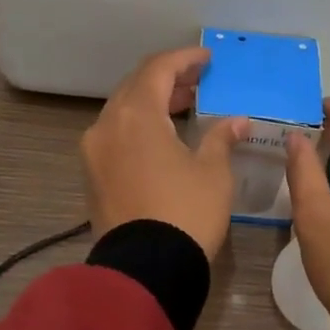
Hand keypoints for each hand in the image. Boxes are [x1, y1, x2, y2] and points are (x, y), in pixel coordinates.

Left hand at [81, 47, 248, 259]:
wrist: (145, 271)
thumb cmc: (186, 213)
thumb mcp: (213, 172)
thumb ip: (221, 138)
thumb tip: (237, 121)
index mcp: (136, 114)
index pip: (158, 69)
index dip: (184, 59)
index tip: (207, 59)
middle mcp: (107, 124)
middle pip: (136, 85)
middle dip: (168, 79)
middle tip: (198, 82)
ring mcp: (94, 151)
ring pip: (122, 110)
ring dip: (152, 102)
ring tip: (185, 106)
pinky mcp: (92, 174)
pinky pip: (115, 134)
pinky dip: (138, 125)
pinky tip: (163, 136)